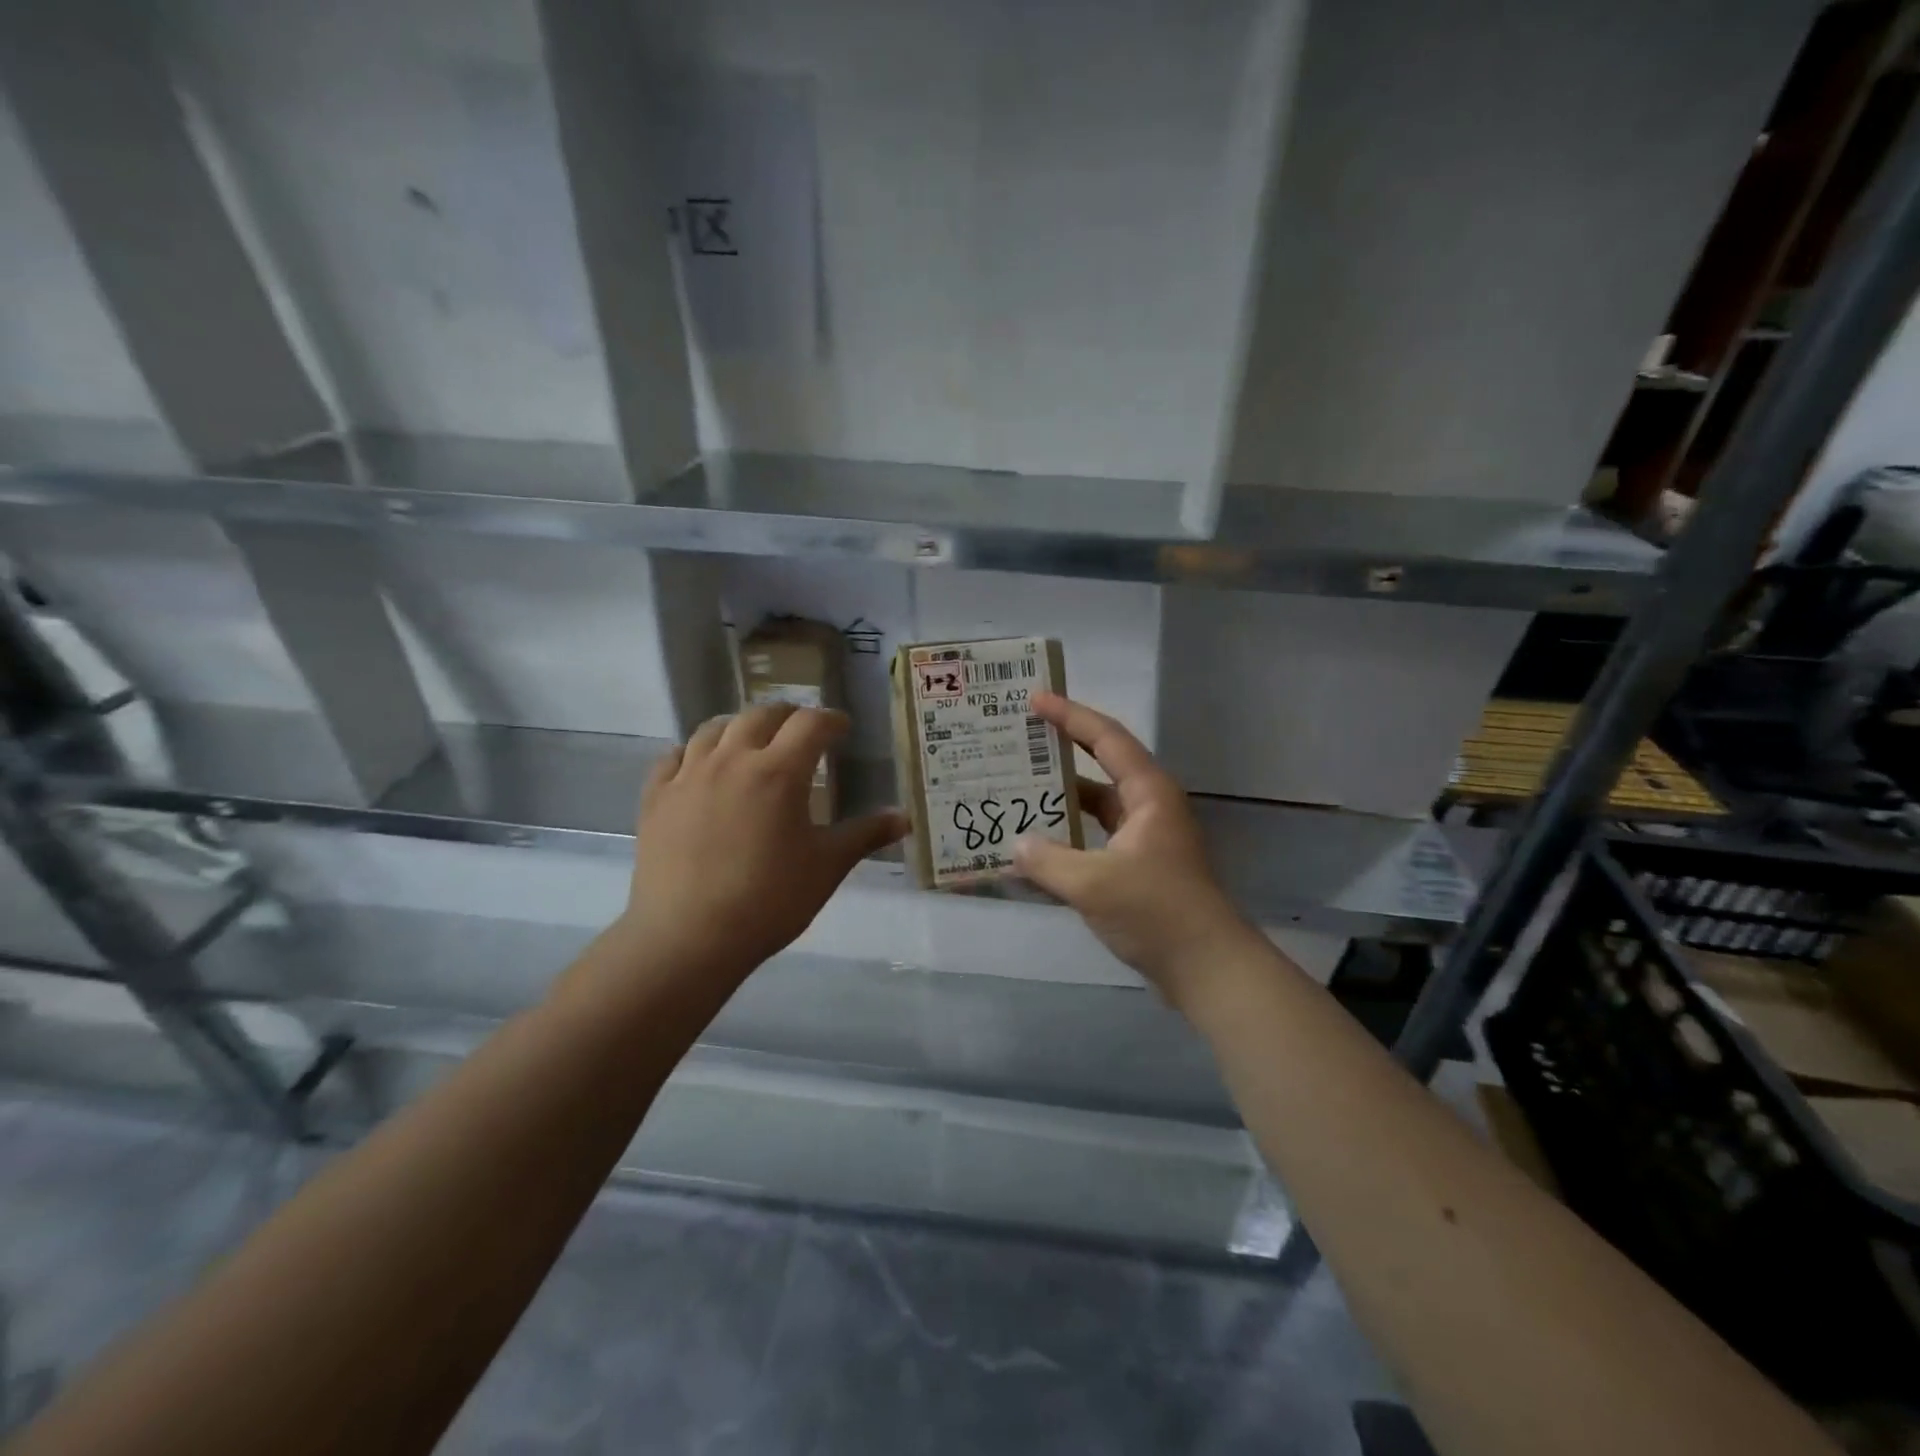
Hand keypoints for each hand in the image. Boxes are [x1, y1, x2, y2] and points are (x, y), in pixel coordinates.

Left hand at [619, 705, 907, 979]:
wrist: (689, 937)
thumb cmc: (769, 900)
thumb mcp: (827, 867)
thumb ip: (865, 835)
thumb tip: (905, 818)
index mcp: (778, 771)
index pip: (811, 724)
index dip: (831, 720)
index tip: (842, 728)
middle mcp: (732, 760)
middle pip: (761, 715)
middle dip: (788, 716)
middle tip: (802, 731)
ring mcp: (689, 775)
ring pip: (714, 728)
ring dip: (740, 726)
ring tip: (752, 740)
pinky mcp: (656, 797)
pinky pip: (674, 756)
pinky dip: (695, 751)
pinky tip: (702, 765)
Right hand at [1013, 693, 1259, 1008]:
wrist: (1207, 967)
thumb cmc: (1156, 912)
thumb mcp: (1093, 883)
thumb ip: (1047, 860)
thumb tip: (1016, 844)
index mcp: (1148, 793)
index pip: (1105, 738)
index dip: (1070, 715)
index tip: (1034, 700)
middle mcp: (1148, 806)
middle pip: (1100, 765)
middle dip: (1060, 751)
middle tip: (1019, 740)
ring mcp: (1144, 838)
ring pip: (1095, 806)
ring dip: (1060, 799)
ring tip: (1017, 790)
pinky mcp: (1138, 867)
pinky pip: (1095, 838)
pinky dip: (1067, 837)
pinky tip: (1036, 847)